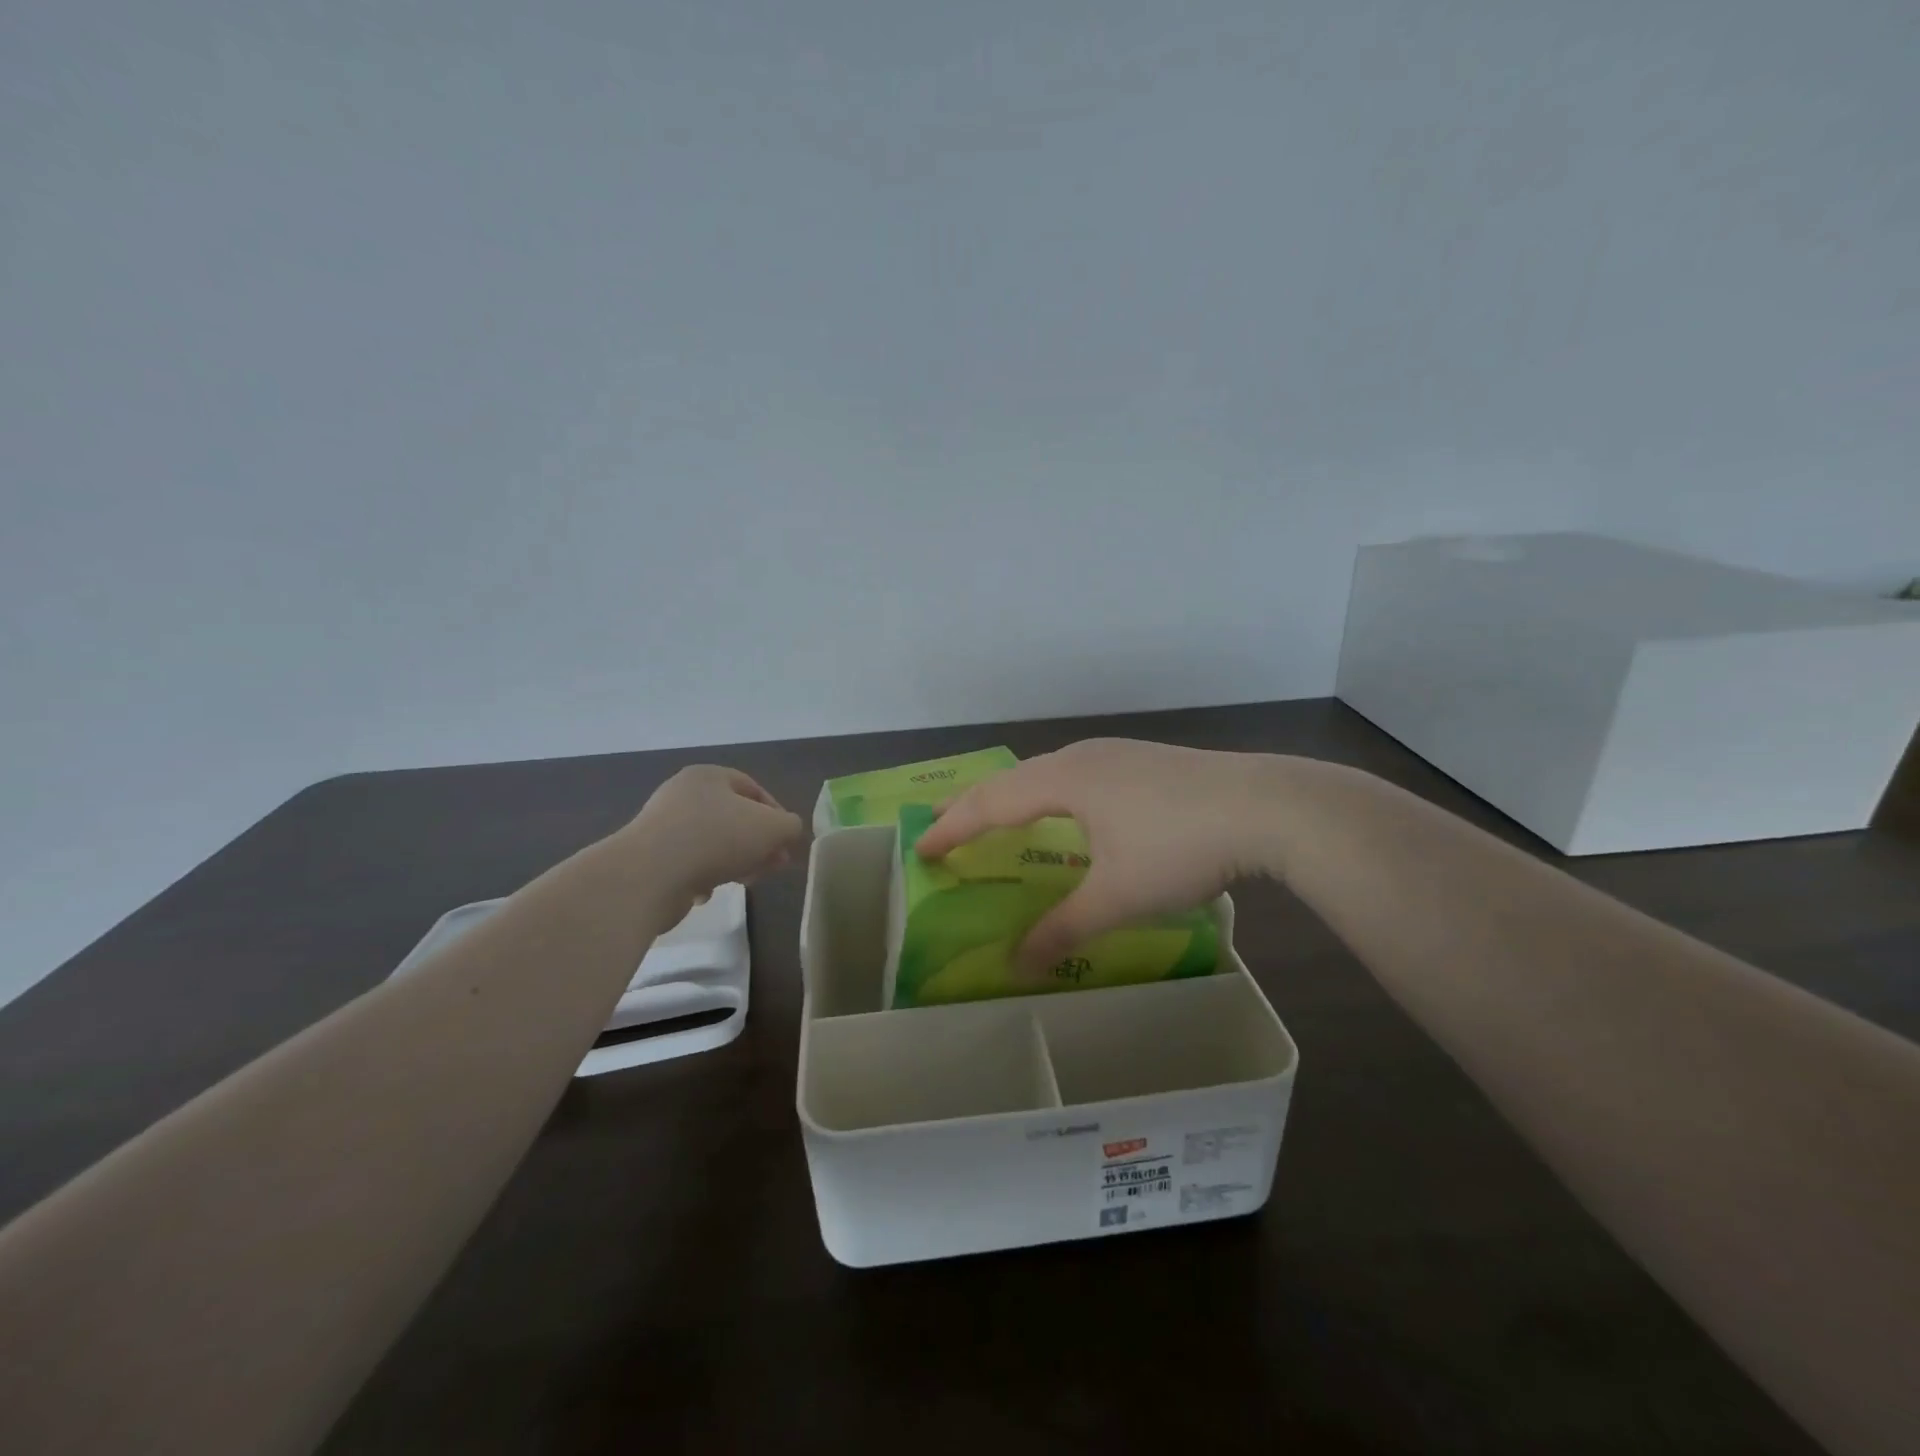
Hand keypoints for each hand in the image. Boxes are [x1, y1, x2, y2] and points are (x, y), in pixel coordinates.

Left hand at [622, 766, 804, 906]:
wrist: (650, 876)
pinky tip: (707, 891)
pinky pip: (688, 864)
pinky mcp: (650, 857)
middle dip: (758, 843)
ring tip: (744, 881)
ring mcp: (662, 825)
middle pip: (734, 818)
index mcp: (709, 776)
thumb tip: (786, 833)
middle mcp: (682, 794)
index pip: (753, 789)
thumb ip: (790, 826)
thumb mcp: (773, 827)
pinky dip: (704, 876)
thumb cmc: (717, 838)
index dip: (777, 815)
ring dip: (734, 862)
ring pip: (713, 843)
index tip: (786, 843)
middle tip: (772, 866)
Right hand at [914, 739, 1285, 972]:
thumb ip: (1064, 929)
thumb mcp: (1118, 897)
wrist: (1270, 806)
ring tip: (998, 818)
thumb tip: (1018, 965)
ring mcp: (1118, 755)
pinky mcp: (1146, 762)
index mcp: (1063, 780)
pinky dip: (1050, 795)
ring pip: (1047, 773)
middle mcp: (1083, 758)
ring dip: (1015, 797)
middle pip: (1013, 780)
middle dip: (975, 806)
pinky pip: (1077, 775)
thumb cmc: (1181, 846)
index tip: (921, 848)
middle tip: (945, 829)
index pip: (990, 802)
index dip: (952, 827)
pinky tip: (1069, 814)